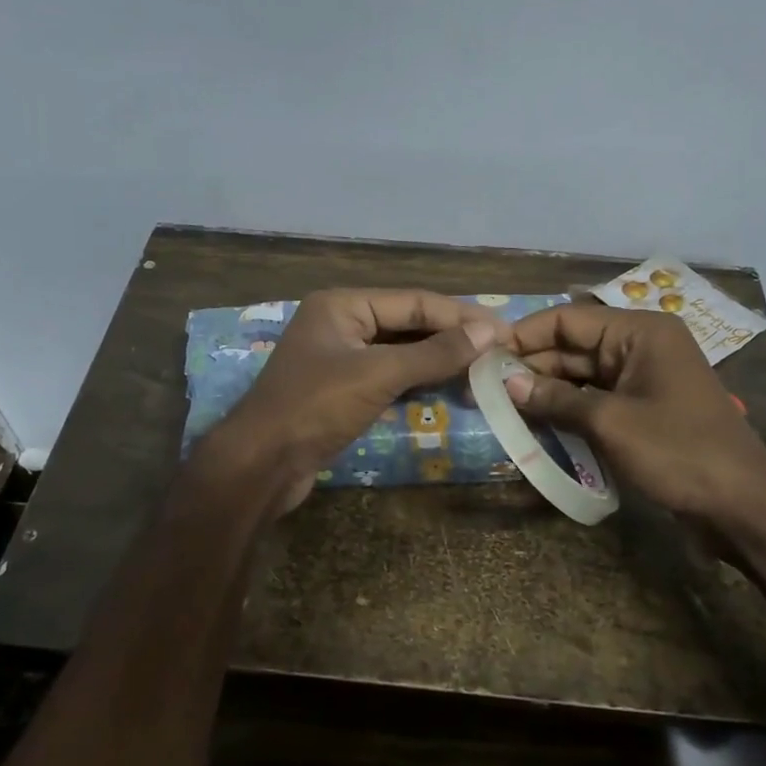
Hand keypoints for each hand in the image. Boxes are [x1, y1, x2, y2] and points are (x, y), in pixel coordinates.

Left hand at [202, 289, 502, 513]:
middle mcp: (341, 324)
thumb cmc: (315, 407)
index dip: (460, 316)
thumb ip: (434, 353)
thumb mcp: (378, 374)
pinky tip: (449, 388)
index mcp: (342, 305)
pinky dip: (418, 381)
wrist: (261, 464)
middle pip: (407, 324)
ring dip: (438, 360)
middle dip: (451, 337)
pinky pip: (389, 377)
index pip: (413, 301)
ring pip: (400, 352)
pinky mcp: (341, 391)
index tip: (504, 331)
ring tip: (484, 369)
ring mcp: (340, 359)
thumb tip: (489, 332)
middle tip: (500, 350)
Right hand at [504, 303, 765, 523]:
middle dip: (531, 365)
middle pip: (572, 346)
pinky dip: (567, 409)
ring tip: (502, 405)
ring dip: (545, 389)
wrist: (741, 505)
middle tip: (485, 387)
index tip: (484, 357)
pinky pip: (595, 399)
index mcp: (639, 332)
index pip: (567, 319)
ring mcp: (642, 379)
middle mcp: (639, 346)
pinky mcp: (642, 410)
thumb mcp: (610, 422)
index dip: (524, 335)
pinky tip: (535, 422)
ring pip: (581, 375)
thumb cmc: (678, 451)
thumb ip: (555, 399)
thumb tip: (506, 384)